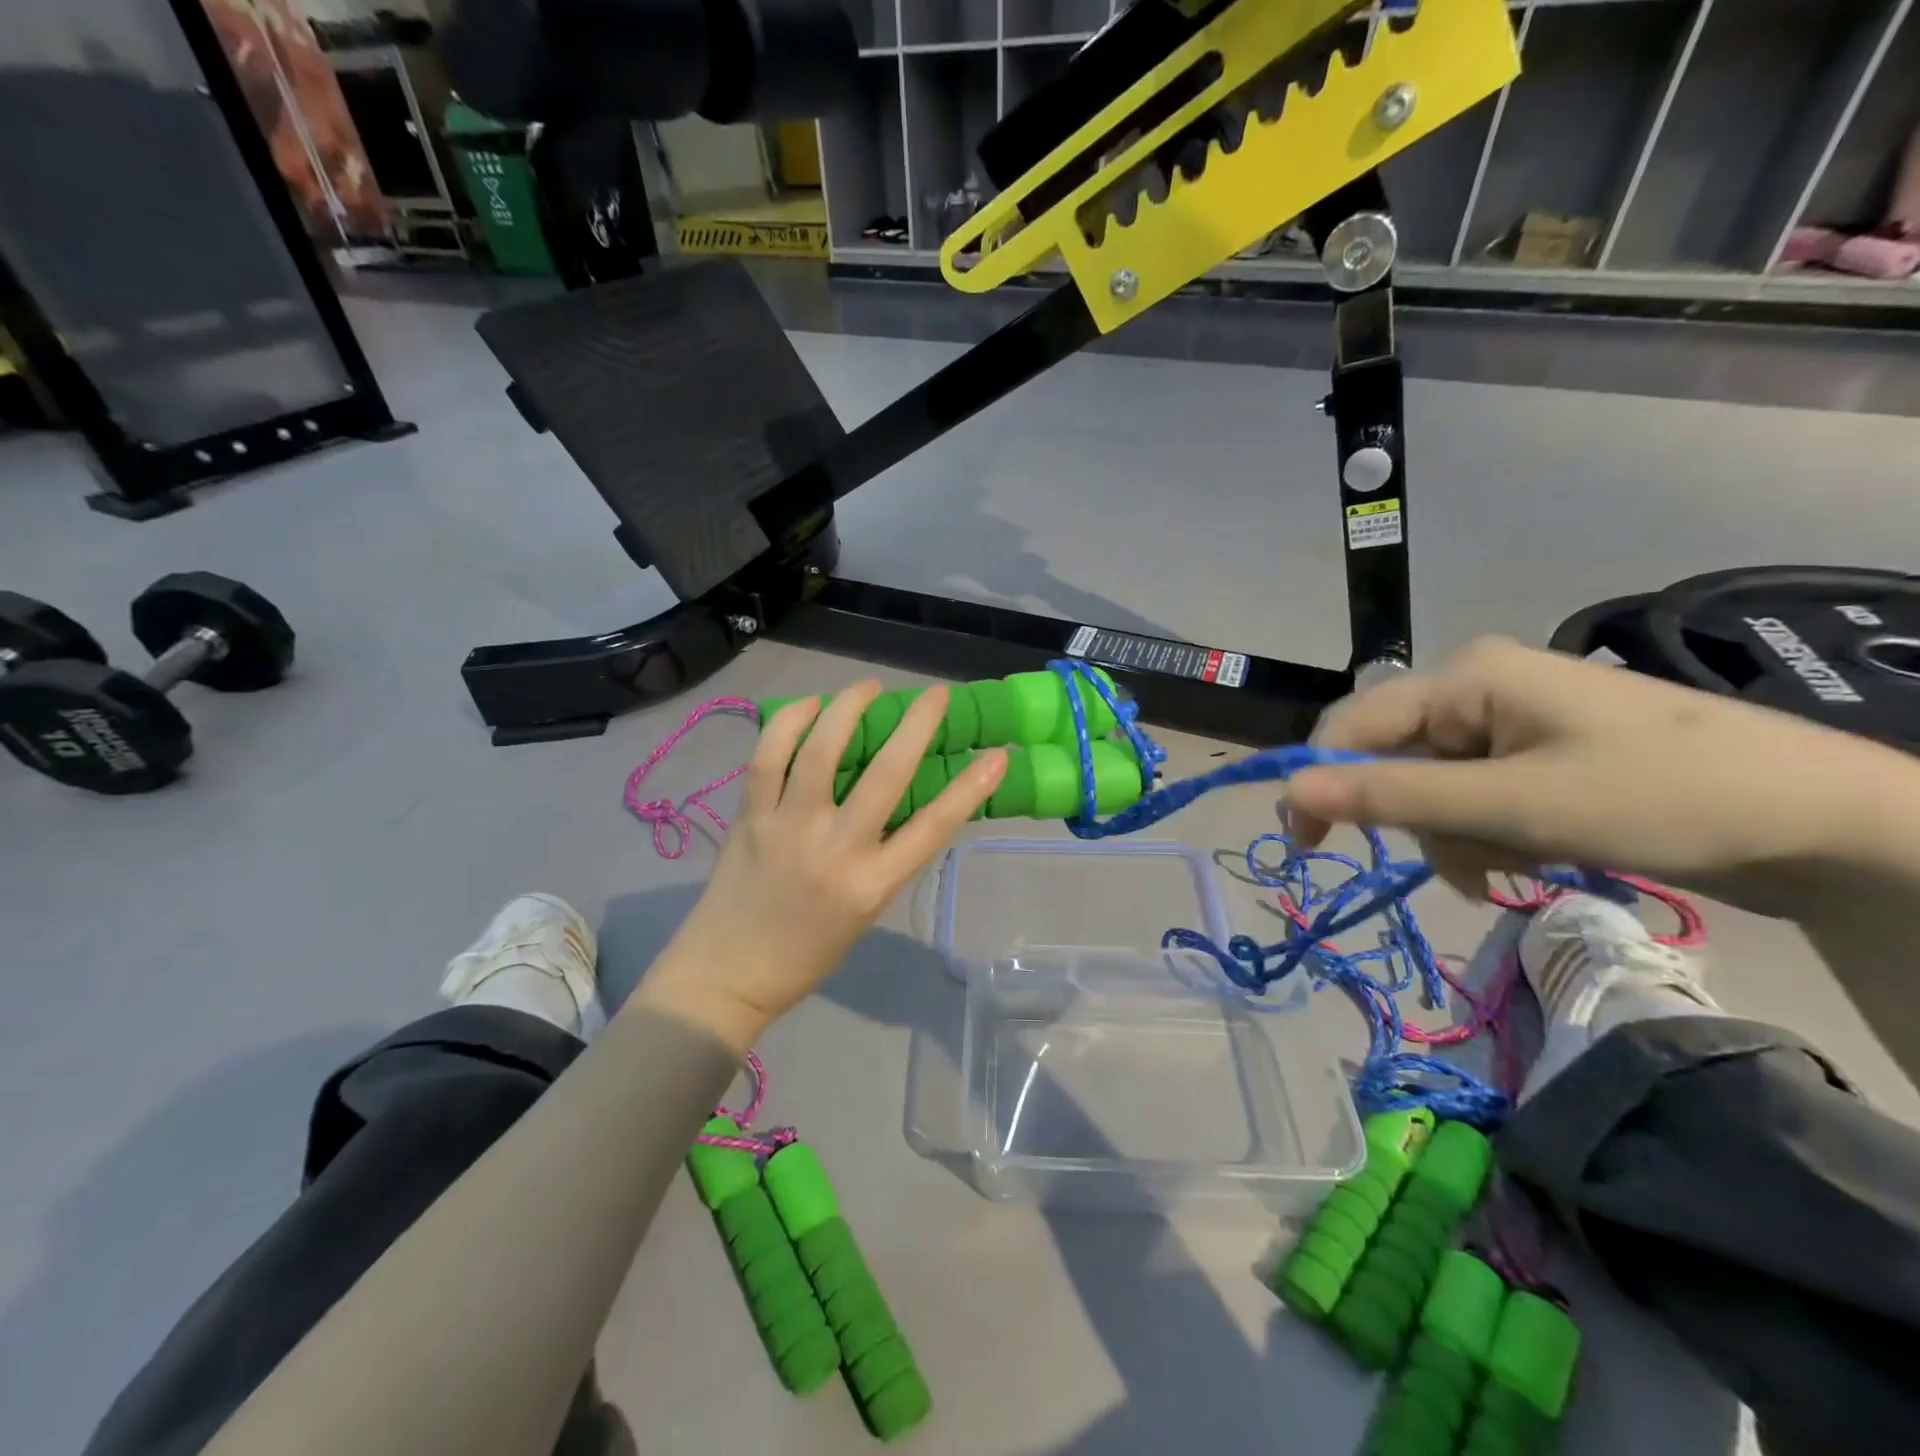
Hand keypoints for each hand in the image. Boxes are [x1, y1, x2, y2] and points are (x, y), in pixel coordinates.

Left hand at [638, 681, 1006, 1050]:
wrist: (728, 974)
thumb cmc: (809, 951)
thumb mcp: (866, 911)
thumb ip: (886, 857)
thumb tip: (902, 800)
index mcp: (872, 885)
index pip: (934, 827)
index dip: (971, 787)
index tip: (997, 754)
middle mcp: (836, 850)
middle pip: (885, 775)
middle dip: (917, 726)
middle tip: (935, 694)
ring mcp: (789, 828)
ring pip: (821, 752)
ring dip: (849, 708)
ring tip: (868, 686)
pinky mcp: (751, 816)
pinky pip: (768, 758)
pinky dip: (789, 723)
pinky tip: (809, 706)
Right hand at [1283, 637, 1919, 914]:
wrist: (1824, 821)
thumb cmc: (1660, 797)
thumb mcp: (1512, 806)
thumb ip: (1393, 796)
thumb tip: (1289, 791)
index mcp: (1465, 676)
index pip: (1351, 724)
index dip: (1319, 781)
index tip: (1305, 846)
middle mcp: (1475, 687)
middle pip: (1391, 756)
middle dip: (1412, 816)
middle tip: (1456, 861)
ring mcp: (1507, 720)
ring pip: (1428, 784)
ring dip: (1451, 834)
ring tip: (1506, 865)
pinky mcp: (1533, 753)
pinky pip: (1468, 793)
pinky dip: (1480, 833)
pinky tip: (1520, 857)